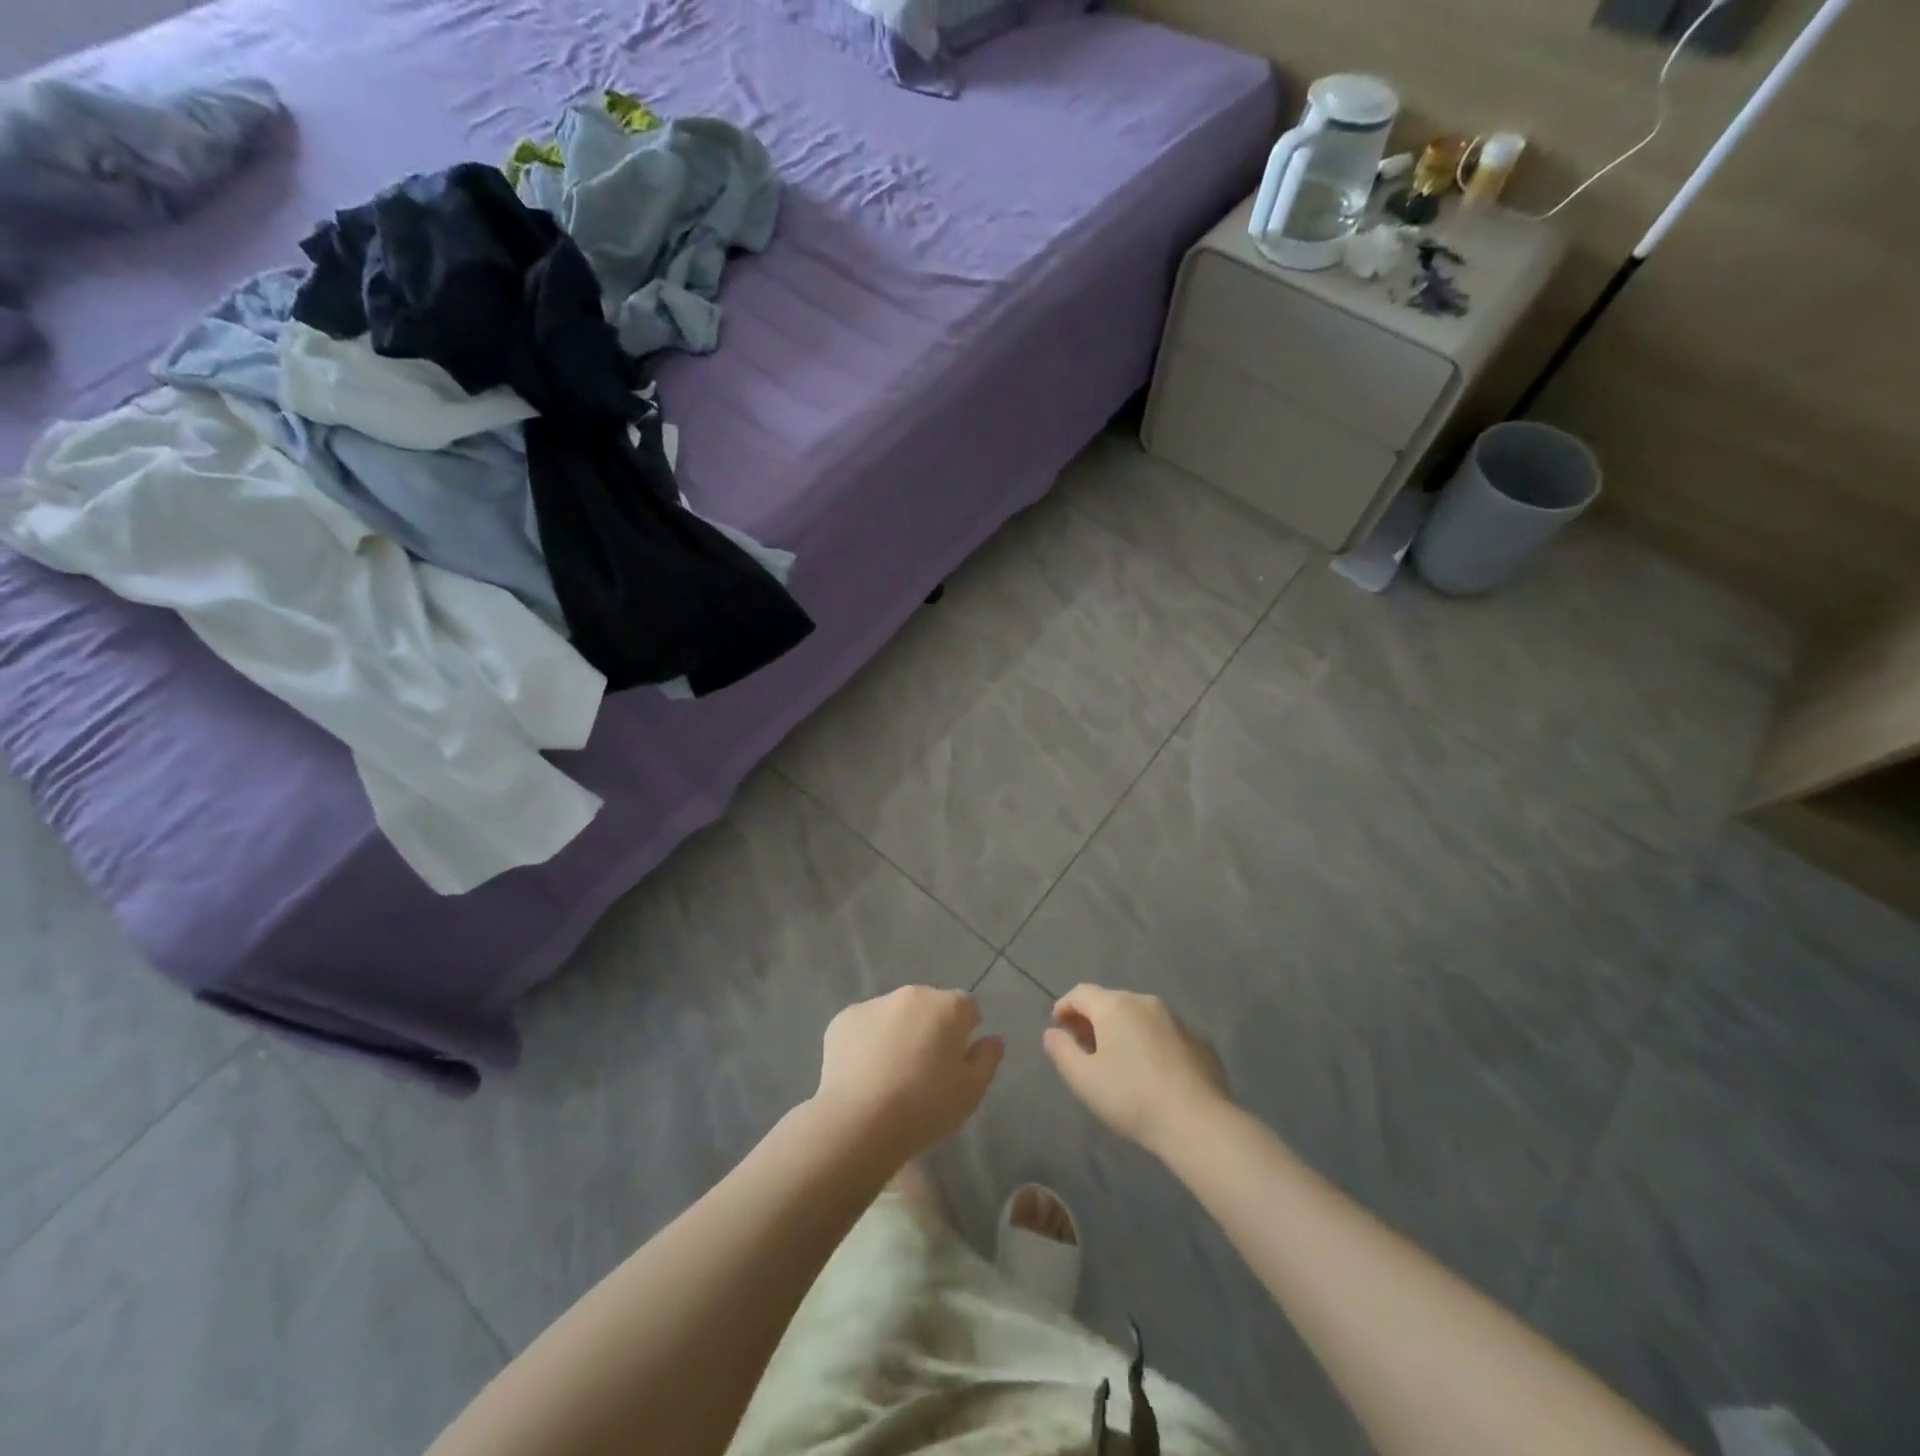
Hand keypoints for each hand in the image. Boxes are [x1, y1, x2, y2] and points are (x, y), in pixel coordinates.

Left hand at [813, 986, 1003, 1163]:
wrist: (859, 1122)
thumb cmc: (925, 1107)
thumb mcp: (971, 1092)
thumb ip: (987, 1059)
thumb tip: (992, 1039)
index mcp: (947, 1006)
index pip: (967, 1008)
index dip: (966, 1032)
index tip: (957, 1062)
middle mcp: (912, 994)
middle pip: (929, 1006)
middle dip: (930, 1029)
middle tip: (924, 1070)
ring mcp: (874, 1003)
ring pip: (895, 1014)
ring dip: (898, 1033)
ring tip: (890, 1075)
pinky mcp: (843, 1019)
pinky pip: (864, 1026)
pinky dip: (867, 1042)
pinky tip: (863, 1074)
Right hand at [1043, 984, 1230, 1154]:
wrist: (1197, 1122)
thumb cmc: (1131, 1096)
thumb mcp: (1083, 1078)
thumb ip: (1061, 1051)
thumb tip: (1052, 1032)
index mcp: (1115, 1006)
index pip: (1081, 993)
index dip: (1065, 1007)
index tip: (1058, 1028)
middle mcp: (1145, 1002)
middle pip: (1111, 1002)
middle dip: (1093, 1020)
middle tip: (1084, 1047)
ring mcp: (1176, 1020)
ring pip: (1140, 1017)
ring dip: (1123, 1031)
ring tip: (1118, 1061)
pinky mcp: (1199, 1042)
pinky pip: (1164, 1035)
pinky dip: (1151, 1044)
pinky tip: (1152, 1073)